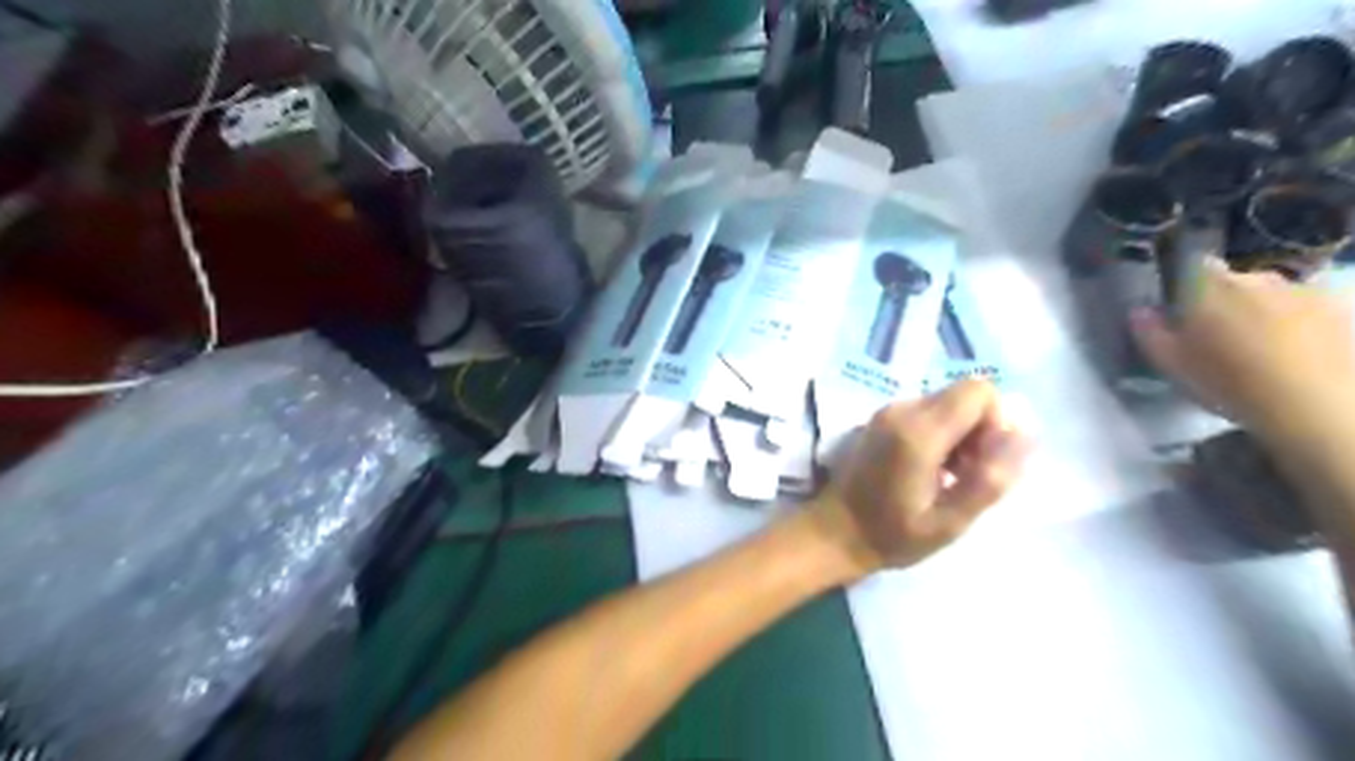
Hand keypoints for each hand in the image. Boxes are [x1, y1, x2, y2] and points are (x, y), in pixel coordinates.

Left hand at [813, 381, 1026, 575]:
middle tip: (968, 474)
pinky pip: (928, 412)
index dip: (996, 422)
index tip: (986, 462)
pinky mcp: (882, 419)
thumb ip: (990, 477)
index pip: (979, 391)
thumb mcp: (951, 521)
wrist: (835, 532)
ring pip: (948, 403)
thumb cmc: (892, 534)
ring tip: (951, 477)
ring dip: (962, 435)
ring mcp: (888, 411)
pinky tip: (932, 470)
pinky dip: (942, 434)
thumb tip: (1024, 434)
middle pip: (964, 394)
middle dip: (981, 430)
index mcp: (918, 431)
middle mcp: (902, 409)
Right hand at [1129, 254, 1353, 445]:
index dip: (1185, 284)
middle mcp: (1256, 277)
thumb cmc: (1228, 381)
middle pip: (1233, 281)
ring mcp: (1304, 290)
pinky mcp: (1340, 308)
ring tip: (1259, 347)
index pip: (1191, 265)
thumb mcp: (1171, 364)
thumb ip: (1149, 332)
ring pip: (1271, 295)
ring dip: (1262, 311)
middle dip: (1224, 300)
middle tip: (1217, 335)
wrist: (1316, 404)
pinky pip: (1307, 308)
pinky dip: (1297, 322)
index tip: (1180, 308)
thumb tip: (1139, 310)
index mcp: (1209, 285)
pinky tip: (1294, 351)